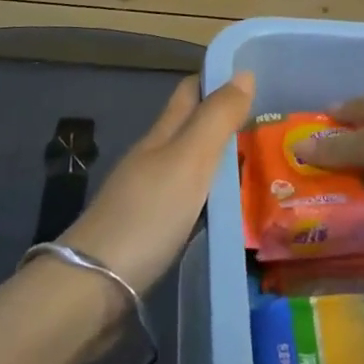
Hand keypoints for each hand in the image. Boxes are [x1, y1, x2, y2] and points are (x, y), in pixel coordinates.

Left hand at [60, 72, 253, 294]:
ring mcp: (148, 200)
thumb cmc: (146, 215)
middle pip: (191, 131)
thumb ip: (217, 118)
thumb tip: (244, 73)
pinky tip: (234, 214)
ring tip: (265, 169)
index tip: (255, 79)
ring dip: (223, 164)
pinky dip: (213, 201)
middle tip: (272, 128)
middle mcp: (153, 161)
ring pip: (192, 169)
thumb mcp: (189, 159)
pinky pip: (190, 205)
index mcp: (161, 135)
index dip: (217, 80)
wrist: (91, 291)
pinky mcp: (150, 237)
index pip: (189, 92)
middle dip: (225, 123)